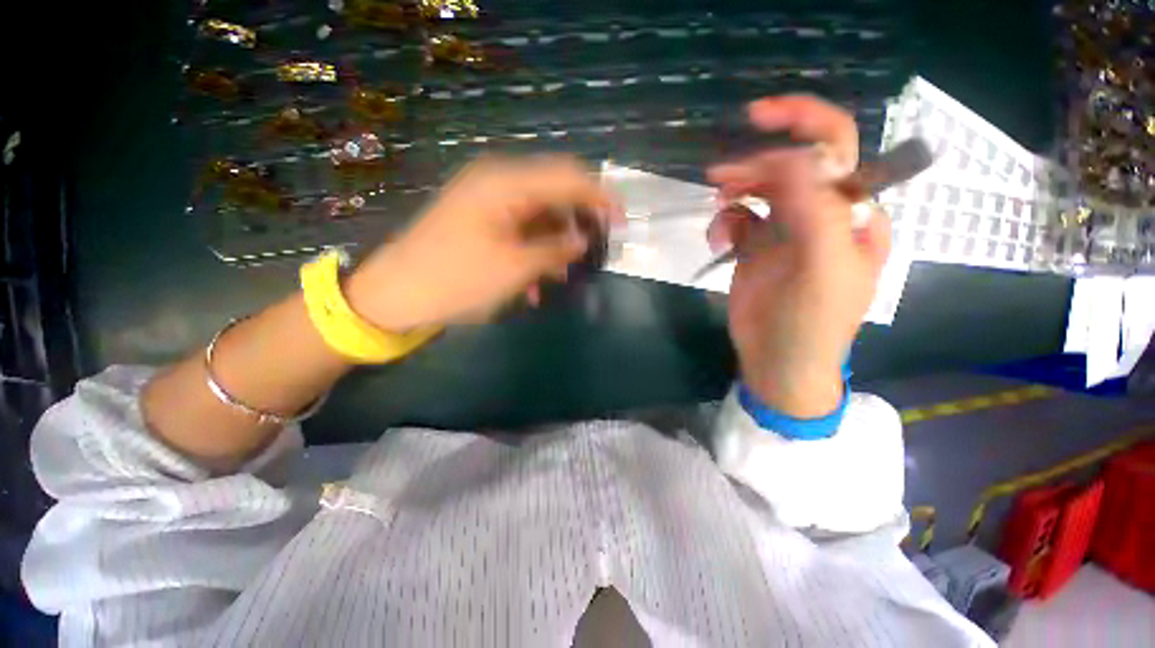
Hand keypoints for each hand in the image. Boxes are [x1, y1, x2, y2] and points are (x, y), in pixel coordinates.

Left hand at [348, 155, 618, 329]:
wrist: (395, 294)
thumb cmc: (456, 280)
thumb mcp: (515, 268)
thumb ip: (555, 249)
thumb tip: (584, 240)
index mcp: (506, 183)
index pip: (568, 177)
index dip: (600, 197)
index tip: (621, 221)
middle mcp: (497, 181)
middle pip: (554, 192)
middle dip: (577, 222)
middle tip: (592, 252)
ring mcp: (486, 200)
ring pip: (538, 214)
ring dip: (554, 243)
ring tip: (561, 275)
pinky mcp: (480, 219)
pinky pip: (520, 228)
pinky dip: (534, 250)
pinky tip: (535, 280)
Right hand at [706, 96, 890, 417]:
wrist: (779, 363)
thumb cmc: (811, 324)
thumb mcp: (822, 270)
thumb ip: (815, 212)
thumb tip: (791, 161)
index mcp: (850, 214)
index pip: (836, 151)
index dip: (802, 125)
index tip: (759, 117)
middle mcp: (821, 215)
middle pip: (791, 167)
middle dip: (756, 163)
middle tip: (721, 178)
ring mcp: (785, 231)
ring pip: (760, 191)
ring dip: (736, 192)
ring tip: (719, 209)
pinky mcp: (756, 248)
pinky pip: (740, 218)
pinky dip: (726, 221)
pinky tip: (719, 240)